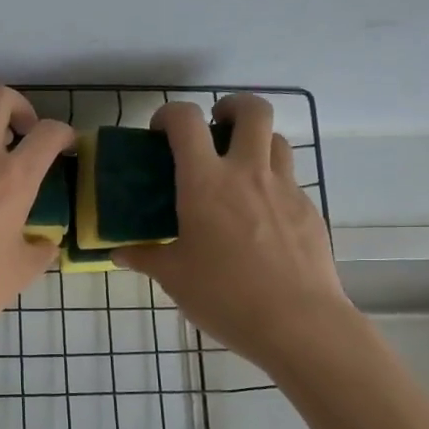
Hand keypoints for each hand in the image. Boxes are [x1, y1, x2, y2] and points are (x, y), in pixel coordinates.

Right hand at [116, 94, 355, 373]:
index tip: (161, 131)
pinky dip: (272, 181)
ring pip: (277, 139)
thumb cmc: (224, 295)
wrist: (297, 322)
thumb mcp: (174, 277)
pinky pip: (290, 179)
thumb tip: (120, 253)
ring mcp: (285, 188)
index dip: (170, 114)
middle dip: (231, 106)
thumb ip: (145, 257)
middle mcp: (248, 173)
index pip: (186, 122)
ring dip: (256, 141)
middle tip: (215, 127)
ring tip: (239, 167)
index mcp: (205, 183)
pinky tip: (260, 215)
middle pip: (252, 110)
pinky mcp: (309, 210)